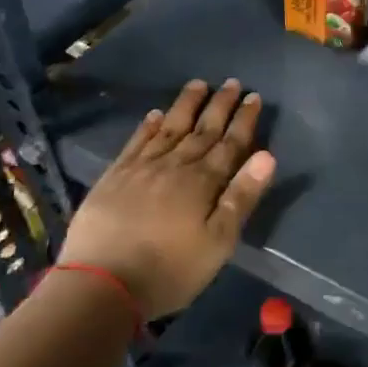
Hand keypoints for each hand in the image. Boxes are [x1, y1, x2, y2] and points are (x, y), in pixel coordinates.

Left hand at [60, 78, 274, 321]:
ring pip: (170, 129)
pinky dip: (148, 126)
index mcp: (203, 183)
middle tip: (231, 82)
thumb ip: (241, 197)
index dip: (243, 120)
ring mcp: (141, 169)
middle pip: (202, 130)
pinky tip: (155, 114)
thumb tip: (267, 155)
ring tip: (198, 84)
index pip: (230, 144)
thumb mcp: (218, 242)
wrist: (101, 284)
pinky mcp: (114, 177)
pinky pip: (136, 142)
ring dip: (186, 106)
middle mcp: (175, 166)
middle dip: (219, 106)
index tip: (253, 97)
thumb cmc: (170, 270)